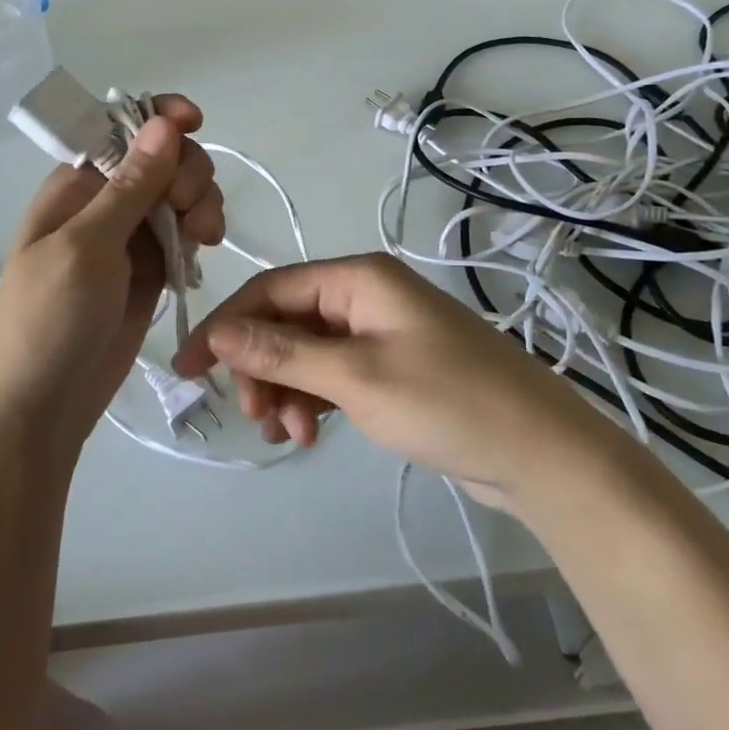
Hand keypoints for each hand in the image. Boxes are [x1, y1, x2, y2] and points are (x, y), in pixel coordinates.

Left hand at [0, 97, 223, 461]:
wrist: (37, 411)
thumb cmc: (46, 321)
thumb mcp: (86, 247)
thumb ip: (130, 186)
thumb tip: (163, 122)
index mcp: (77, 183)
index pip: (123, 128)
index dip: (161, 117)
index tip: (196, 123)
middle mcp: (105, 201)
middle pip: (164, 158)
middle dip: (188, 171)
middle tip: (190, 210)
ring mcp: (130, 236)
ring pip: (181, 193)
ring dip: (202, 203)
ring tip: (204, 239)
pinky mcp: (150, 269)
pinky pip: (185, 232)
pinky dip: (200, 233)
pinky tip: (202, 253)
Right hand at [173, 254, 606, 505]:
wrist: (540, 451)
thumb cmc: (446, 400)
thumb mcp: (354, 376)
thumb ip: (282, 352)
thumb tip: (217, 330)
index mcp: (357, 278)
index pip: (272, 289)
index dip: (226, 325)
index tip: (188, 368)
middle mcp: (365, 295)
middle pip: (288, 321)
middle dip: (261, 366)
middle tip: (253, 417)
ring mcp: (380, 331)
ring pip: (308, 352)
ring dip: (287, 389)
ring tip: (287, 435)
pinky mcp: (392, 366)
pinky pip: (334, 374)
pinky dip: (315, 399)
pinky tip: (310, 432)